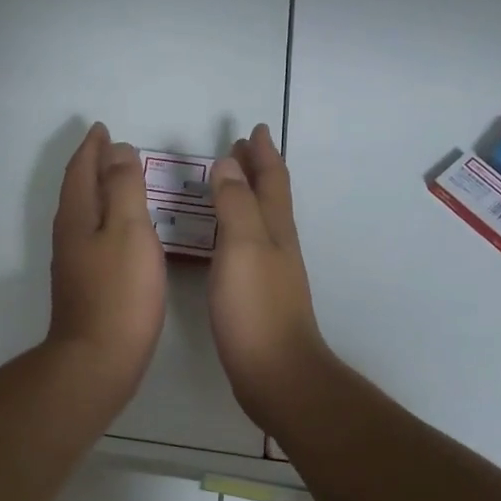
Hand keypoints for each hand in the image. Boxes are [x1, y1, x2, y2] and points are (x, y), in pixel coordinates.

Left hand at [46, 122, 166, 398]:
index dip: (92, 148)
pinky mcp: (84, 283)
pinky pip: (92, 233)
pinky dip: (104, 216)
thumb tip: (117, 151)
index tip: (102, 129)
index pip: (81, 171)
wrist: (97, 359)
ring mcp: (73, 261)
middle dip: (92, 165)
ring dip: (97, 190)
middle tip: (109, 147)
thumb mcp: (129, 230)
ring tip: (117, 179)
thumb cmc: (120, 292)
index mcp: (78, 216)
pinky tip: (119, 229)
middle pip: (78, 189)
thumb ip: (124, 188)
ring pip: (83, 212)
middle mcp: (69, 234)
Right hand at [208, 124, 329, 414]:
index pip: (271, 180)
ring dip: (246, 194)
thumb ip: (235, 204)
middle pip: (269, 196)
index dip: (262, 153)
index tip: (253, 129)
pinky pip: (248, 244)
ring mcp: (270, 270)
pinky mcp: (257, 293)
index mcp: (274, 228)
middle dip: (256, 168)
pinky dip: (237, 225)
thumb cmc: (256, 306)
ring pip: (260, 219)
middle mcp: (277, 243)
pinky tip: (223, 237)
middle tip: (240, 147)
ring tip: (228, 181)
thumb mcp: (243, 246)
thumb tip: (227, 164)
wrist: (275, 371)